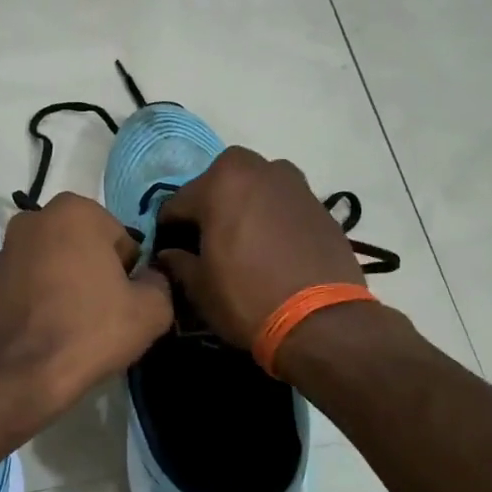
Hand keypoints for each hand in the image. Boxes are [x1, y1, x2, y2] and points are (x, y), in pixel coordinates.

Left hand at [0, 192, 172, 416]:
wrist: (18, 372)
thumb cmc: (89, 330)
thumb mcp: (151, 310)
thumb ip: (160, 282)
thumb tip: (150, 278)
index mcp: (76, 210)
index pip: (122, 241)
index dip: (129, 275)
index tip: (123, 303)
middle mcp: (36, 217)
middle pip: (87, 248)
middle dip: (97, 274)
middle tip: (101, 315)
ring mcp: (8, 247)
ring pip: (58, 265)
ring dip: (69, 285)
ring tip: (74, 325)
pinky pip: (33, 283)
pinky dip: (44, 299)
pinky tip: (49, 329)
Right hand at [150, 147, 366, 350]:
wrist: (322, 321)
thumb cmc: (247, 298)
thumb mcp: (199, 287)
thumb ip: (178, 262)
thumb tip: (169, 254)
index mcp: (221, 182)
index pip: (178, 203)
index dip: (169, 231)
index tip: (170, 253)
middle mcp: (259, 169)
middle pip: (220, 184)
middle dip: (209, 208)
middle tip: (208, 244)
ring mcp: (294, 184)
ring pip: (255, 190)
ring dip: (243, 208)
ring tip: (243, 244)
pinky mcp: (320, 205)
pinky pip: (282, 205)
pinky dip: (271, 219)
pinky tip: (272, 250)